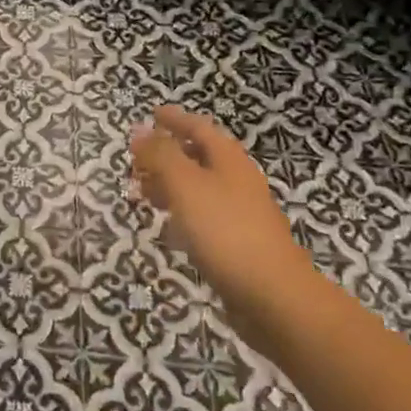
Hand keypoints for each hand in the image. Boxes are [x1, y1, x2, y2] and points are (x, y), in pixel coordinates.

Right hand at [130, 105, 318, 350]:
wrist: (273, 296)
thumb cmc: (225, 230)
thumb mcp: (185, 184)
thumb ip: (160, 155)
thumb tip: (139, 129)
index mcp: (229, 160)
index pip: (199, 127)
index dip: (174, 119)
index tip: (151, 114)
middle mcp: (238, 181)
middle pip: (200, 157)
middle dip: (167, 154)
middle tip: (137, 160)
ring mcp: (241, 214)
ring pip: (199, 188)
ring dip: (171, 185)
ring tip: (143, 194)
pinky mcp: (238, 244)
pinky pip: (204, 217)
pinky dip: (182, 215)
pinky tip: (169, 230)